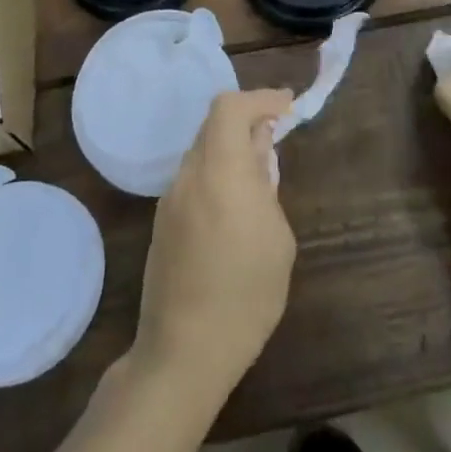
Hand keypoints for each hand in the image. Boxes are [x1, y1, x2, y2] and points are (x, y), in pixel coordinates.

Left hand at [132, 88, 296, 397]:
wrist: (184, 353)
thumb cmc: (245, 295)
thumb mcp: (277, 237)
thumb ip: (266, 184)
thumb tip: (259, 151)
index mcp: (220, 171)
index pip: (230, 107)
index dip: (260, 98)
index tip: (287, 106)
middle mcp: (189, 175)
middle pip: (214, 124)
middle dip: (247, 120)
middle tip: (276, 136)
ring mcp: (170, 199)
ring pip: (203, 151)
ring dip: (231, 148)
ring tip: (261, 176)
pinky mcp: (163, 222)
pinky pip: (194, 178)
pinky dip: (217, 173)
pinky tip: (235, 207)